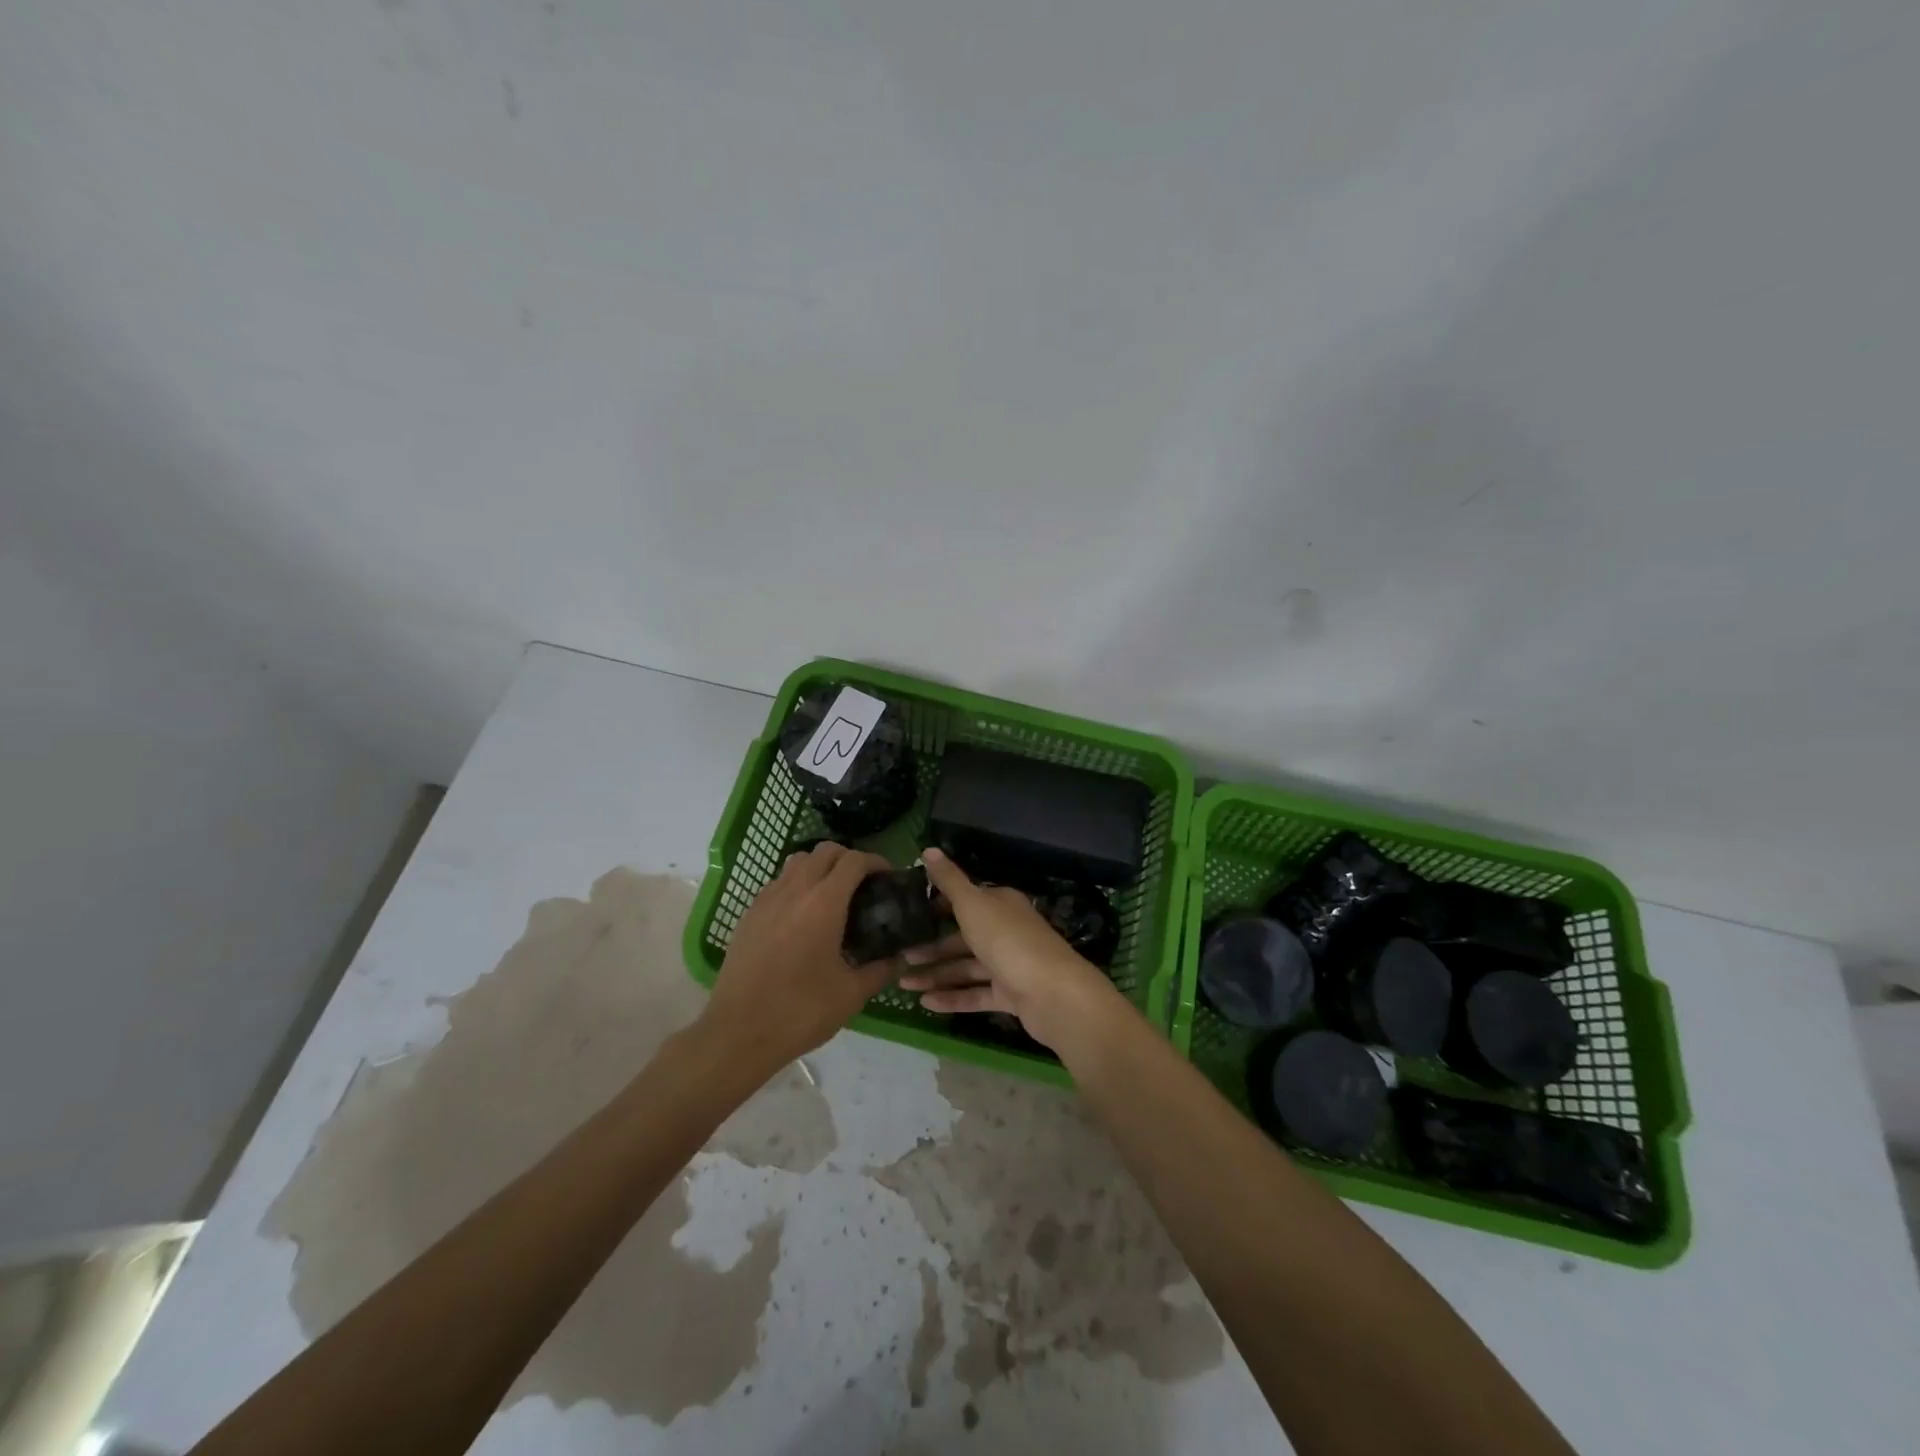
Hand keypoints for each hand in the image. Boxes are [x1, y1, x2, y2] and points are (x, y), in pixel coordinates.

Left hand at [700, 842, 899, 1075]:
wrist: (738, 1033)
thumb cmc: (800, 1011)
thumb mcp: (851, 994)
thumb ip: (881, 970)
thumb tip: (901, 958)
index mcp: (824, 902)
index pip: (854, 860)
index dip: (875, 862)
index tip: (888, 877)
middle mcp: (795, 890)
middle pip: (825, 851)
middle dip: (848, 859)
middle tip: (863, 885)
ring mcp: (767, 899)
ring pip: (798, 862)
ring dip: (820, 867)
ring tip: (832, 896)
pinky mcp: (749, 915)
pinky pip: (778, 883)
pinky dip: (796, 885)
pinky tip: (802, 917)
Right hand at [898, 849, 1123, 1052]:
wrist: (1053, 994)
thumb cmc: (1008, 940)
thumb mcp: (973, 904)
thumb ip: (949, 880)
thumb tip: (928, 848)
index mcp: (1001, 904)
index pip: (966, 900)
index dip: (939, 905)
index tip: (910, 914)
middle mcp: (1006, 931)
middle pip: (963, 937)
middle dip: (931, 947)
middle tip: (899, 956)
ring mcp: (1010, 965)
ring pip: (967, 967)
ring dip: (936, 975)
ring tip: (902, 984)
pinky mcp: (1011, 996)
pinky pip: (976, 994)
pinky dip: (952, 997)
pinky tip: (925, 1004)